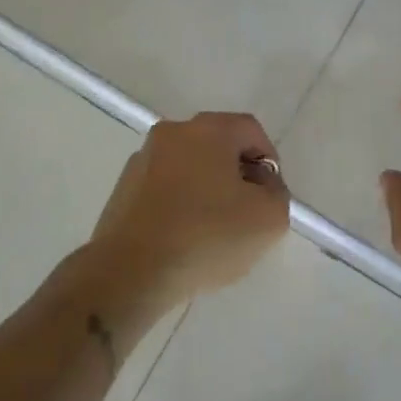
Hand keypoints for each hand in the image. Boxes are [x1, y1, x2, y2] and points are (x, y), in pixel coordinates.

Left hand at [90, 112, 290, 305]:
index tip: (268, 197)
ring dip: (206, 189)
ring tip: (212, 231)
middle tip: (245, 213)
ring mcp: (143, 158)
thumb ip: (277, 193)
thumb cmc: (206, 236)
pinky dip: (178, 203)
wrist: (130, 271)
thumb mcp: (269, 219)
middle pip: (218, 145)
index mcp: (208, 129)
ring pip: (189, 166)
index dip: (268, 162)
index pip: (251, 131)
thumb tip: (261, 185)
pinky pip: (164, 187)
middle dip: (237, 175)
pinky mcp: (123, 187)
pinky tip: (182, 238)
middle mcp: (173, 132)